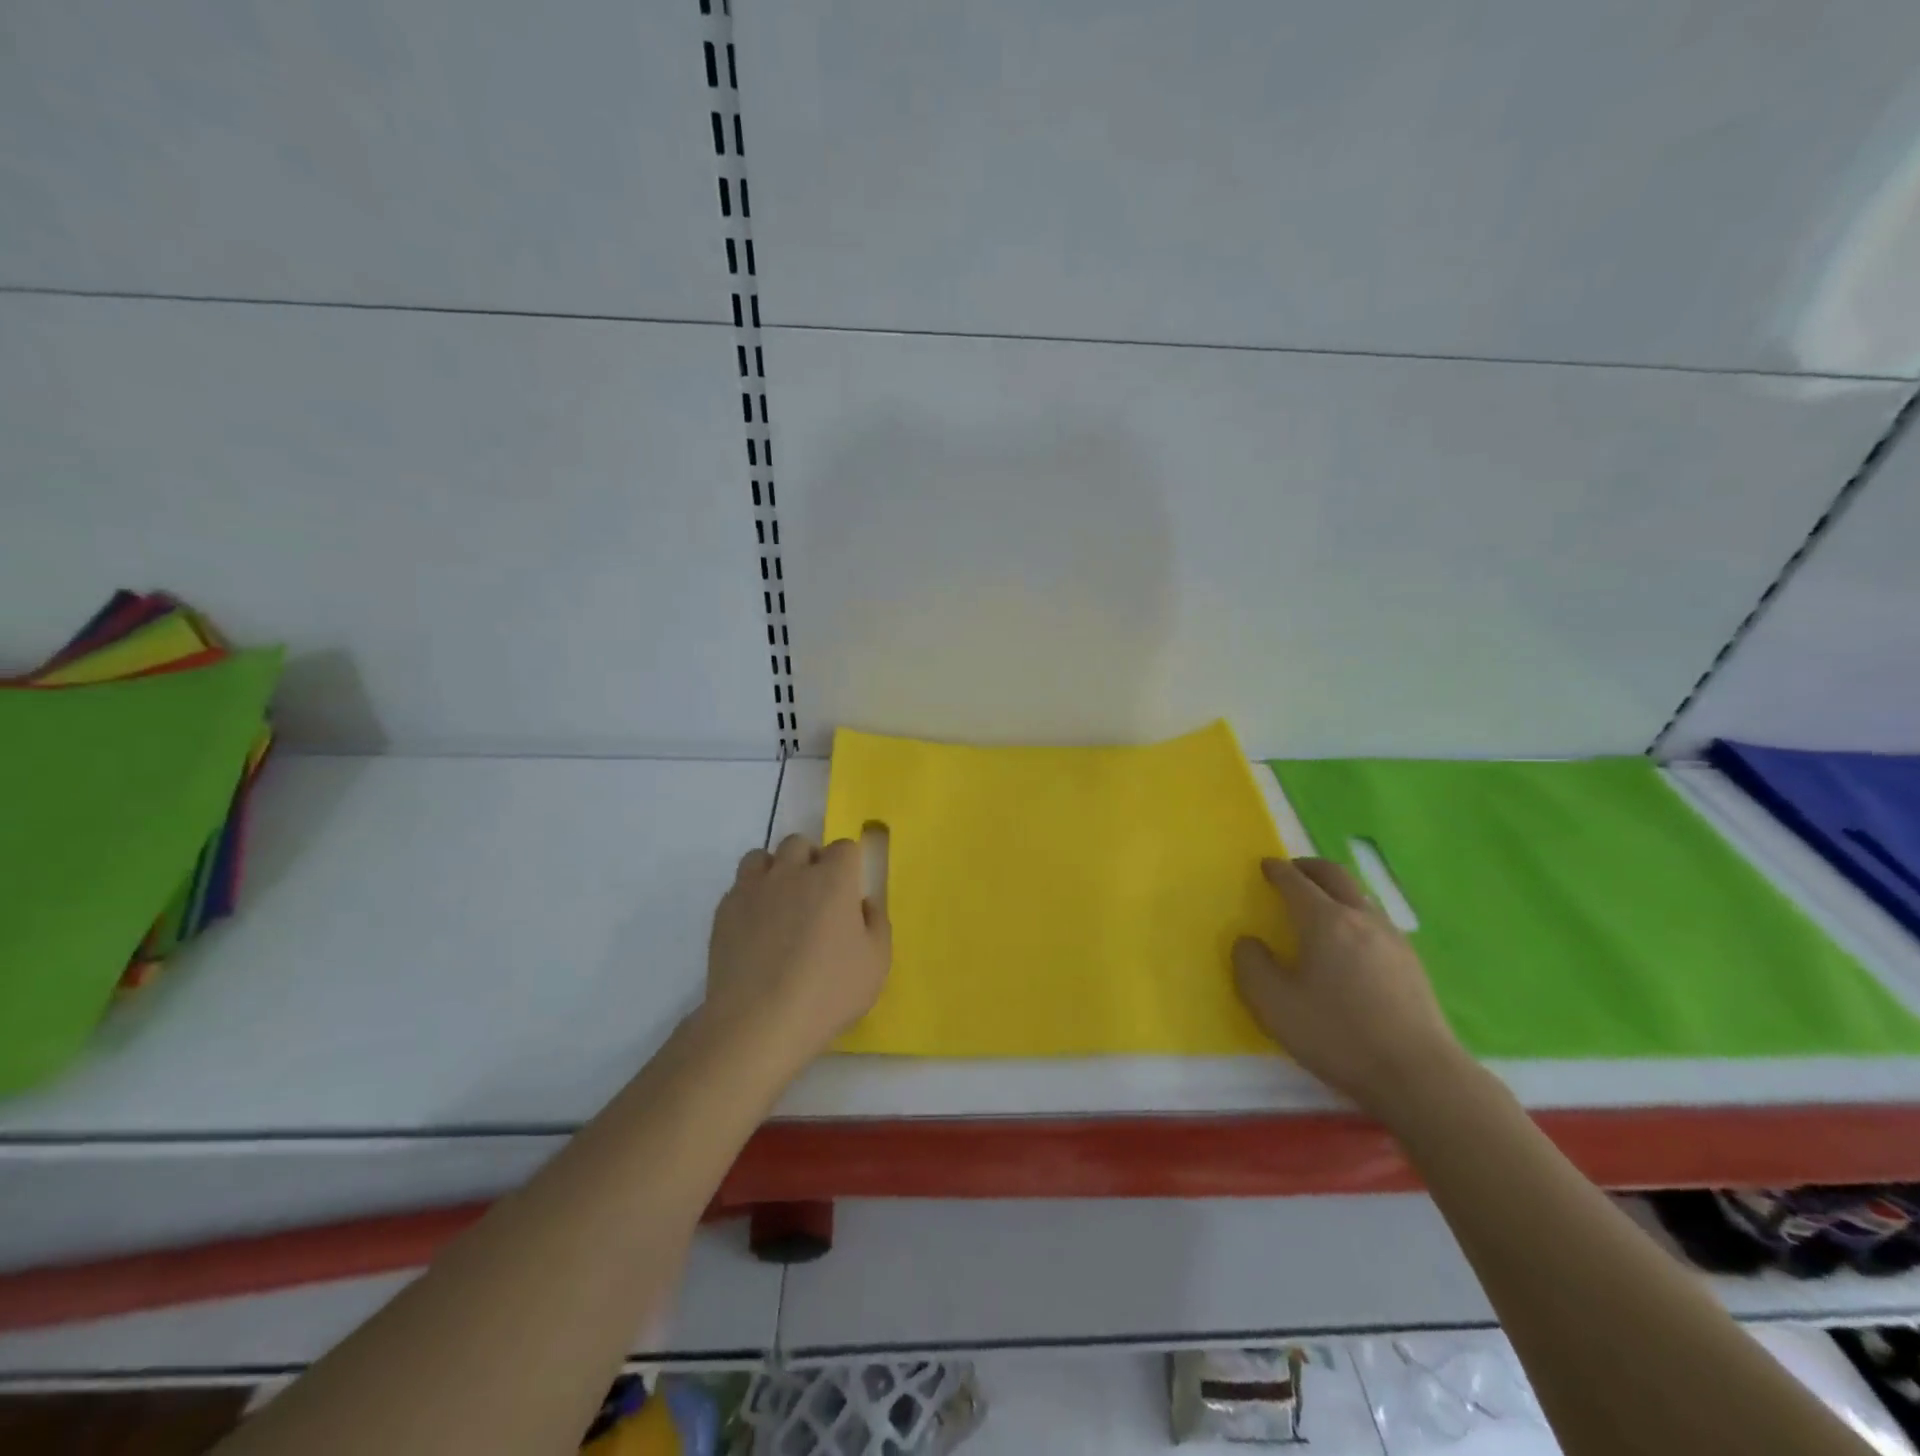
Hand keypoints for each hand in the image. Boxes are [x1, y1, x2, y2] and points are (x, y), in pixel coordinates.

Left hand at [703, 834, 890, 1070]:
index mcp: (833, 879)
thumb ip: (876, 923)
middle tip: (816, 896)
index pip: (844, 847)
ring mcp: (753, 889)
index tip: (848, 891)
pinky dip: (750, 897)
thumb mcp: (876, 963)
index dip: (848, 865)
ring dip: (775, 870)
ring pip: (761, 857)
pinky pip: (739, 887)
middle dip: (810, 860)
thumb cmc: (828, 992)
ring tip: (781, 903)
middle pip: (799, 843)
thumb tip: (862, 904)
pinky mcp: (725, 910)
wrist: (758, 1022)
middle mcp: (792, 872)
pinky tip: (756, 928)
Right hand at [1233, 857, 1467, 1120]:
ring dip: (1335, 890)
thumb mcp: (1273, 1004)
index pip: (1295, 881)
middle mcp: (1361, 918)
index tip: (1265, 865)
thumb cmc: (1337, 1034)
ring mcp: (1393, 939)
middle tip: (1291, 871)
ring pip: (1360, 896)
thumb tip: (1249, 942)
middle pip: (1335, 876)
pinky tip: (1350, 941)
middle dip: (1309, 867)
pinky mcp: (1412, 964)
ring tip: (1319, 905)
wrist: (1418, 1076)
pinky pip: (1376, 921)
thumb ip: (1250, 965)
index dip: (1277, 870)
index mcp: (1324, 921)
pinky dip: (1355, 914)